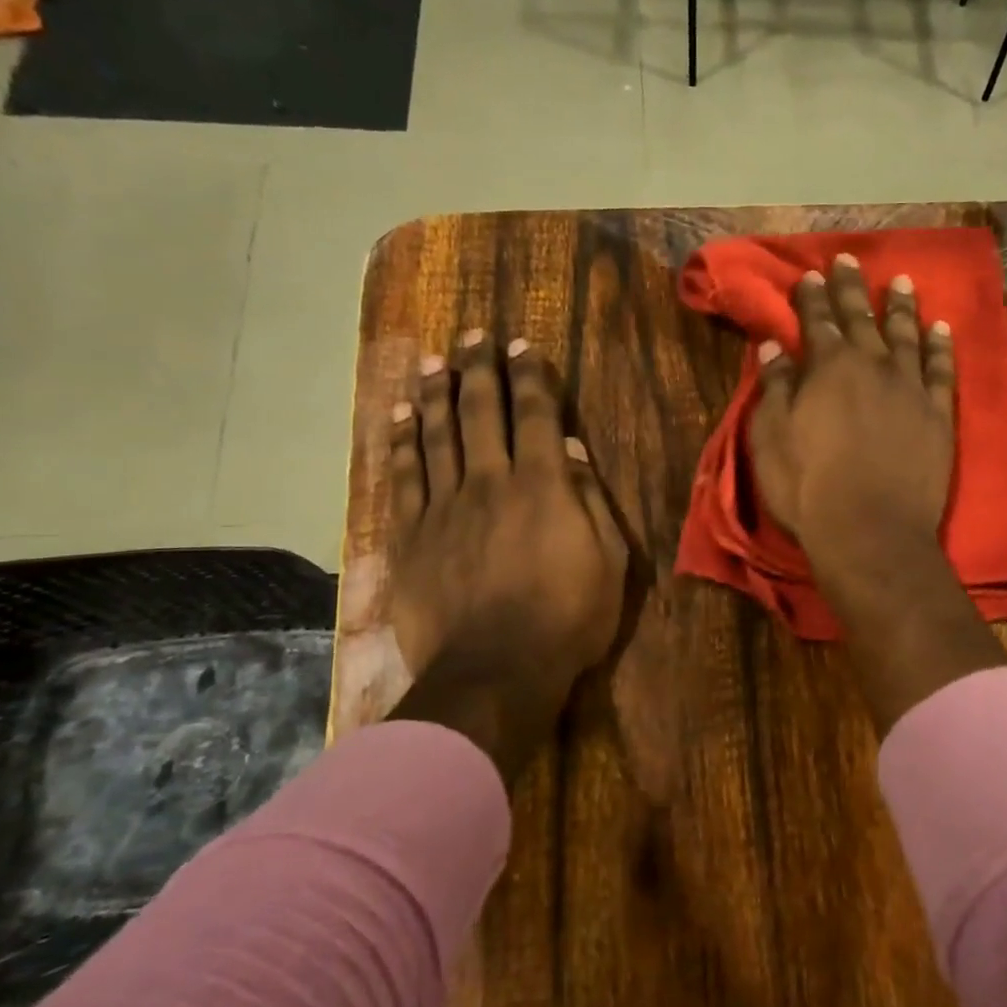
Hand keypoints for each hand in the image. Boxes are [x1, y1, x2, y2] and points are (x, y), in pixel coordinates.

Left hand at [385, 332, 627, 784]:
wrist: (495, 671)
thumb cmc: (567, 620)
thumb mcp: (608, 562)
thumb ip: (590, 501)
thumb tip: (573, 451)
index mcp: (543, 486)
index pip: (536, 415)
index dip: (529, 375)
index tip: (520, 345)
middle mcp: (490, 481)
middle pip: (482, 411)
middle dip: (478, 368)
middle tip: (471, 335)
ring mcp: (445, 507)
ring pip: (437, 435)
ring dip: (434, 394)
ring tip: (430, 361)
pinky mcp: (412, 536)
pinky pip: (403, 477)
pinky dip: (401, 443)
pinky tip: (398, 418)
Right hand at [748, 254, 1006, 731]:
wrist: (870, 531)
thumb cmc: (809, 488)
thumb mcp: (772, 438)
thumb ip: (775, 389)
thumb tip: (773, 348)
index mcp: (827, 369)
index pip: (816, 323)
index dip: (811, 298)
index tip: (810, 275)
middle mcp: (871, 366)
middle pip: (861, 318)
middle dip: (852, 289)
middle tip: (850, 260)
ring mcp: (909, 388)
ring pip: (905, 335)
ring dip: (901, 307)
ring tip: (902, 282)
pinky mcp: (937, 415)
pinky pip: (941, 370)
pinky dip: (941, 346)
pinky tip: (942, 329)